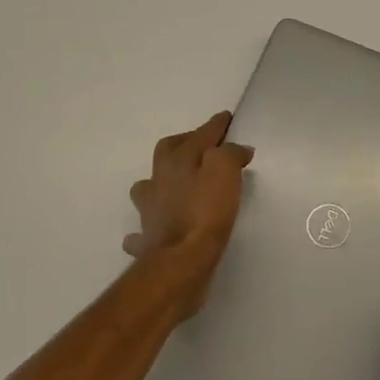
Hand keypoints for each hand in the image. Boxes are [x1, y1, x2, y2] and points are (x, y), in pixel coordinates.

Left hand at [123, 112, 253, 277]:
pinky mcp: (149, 241)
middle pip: (166, 153)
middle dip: (183, 144)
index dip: (215, 125)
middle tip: (201, 146)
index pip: (199, 134)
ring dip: (159, 184)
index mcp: (177, 161)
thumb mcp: (225, 172)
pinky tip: (156, 230)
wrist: (181, 261)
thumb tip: (236, 148)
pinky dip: (147, 229)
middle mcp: (158, 181)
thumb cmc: (205, 211)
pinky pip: (143, 232)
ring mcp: (149, 212)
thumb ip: (230, 154)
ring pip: (146, 189)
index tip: (226, 118)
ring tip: (174, 187)